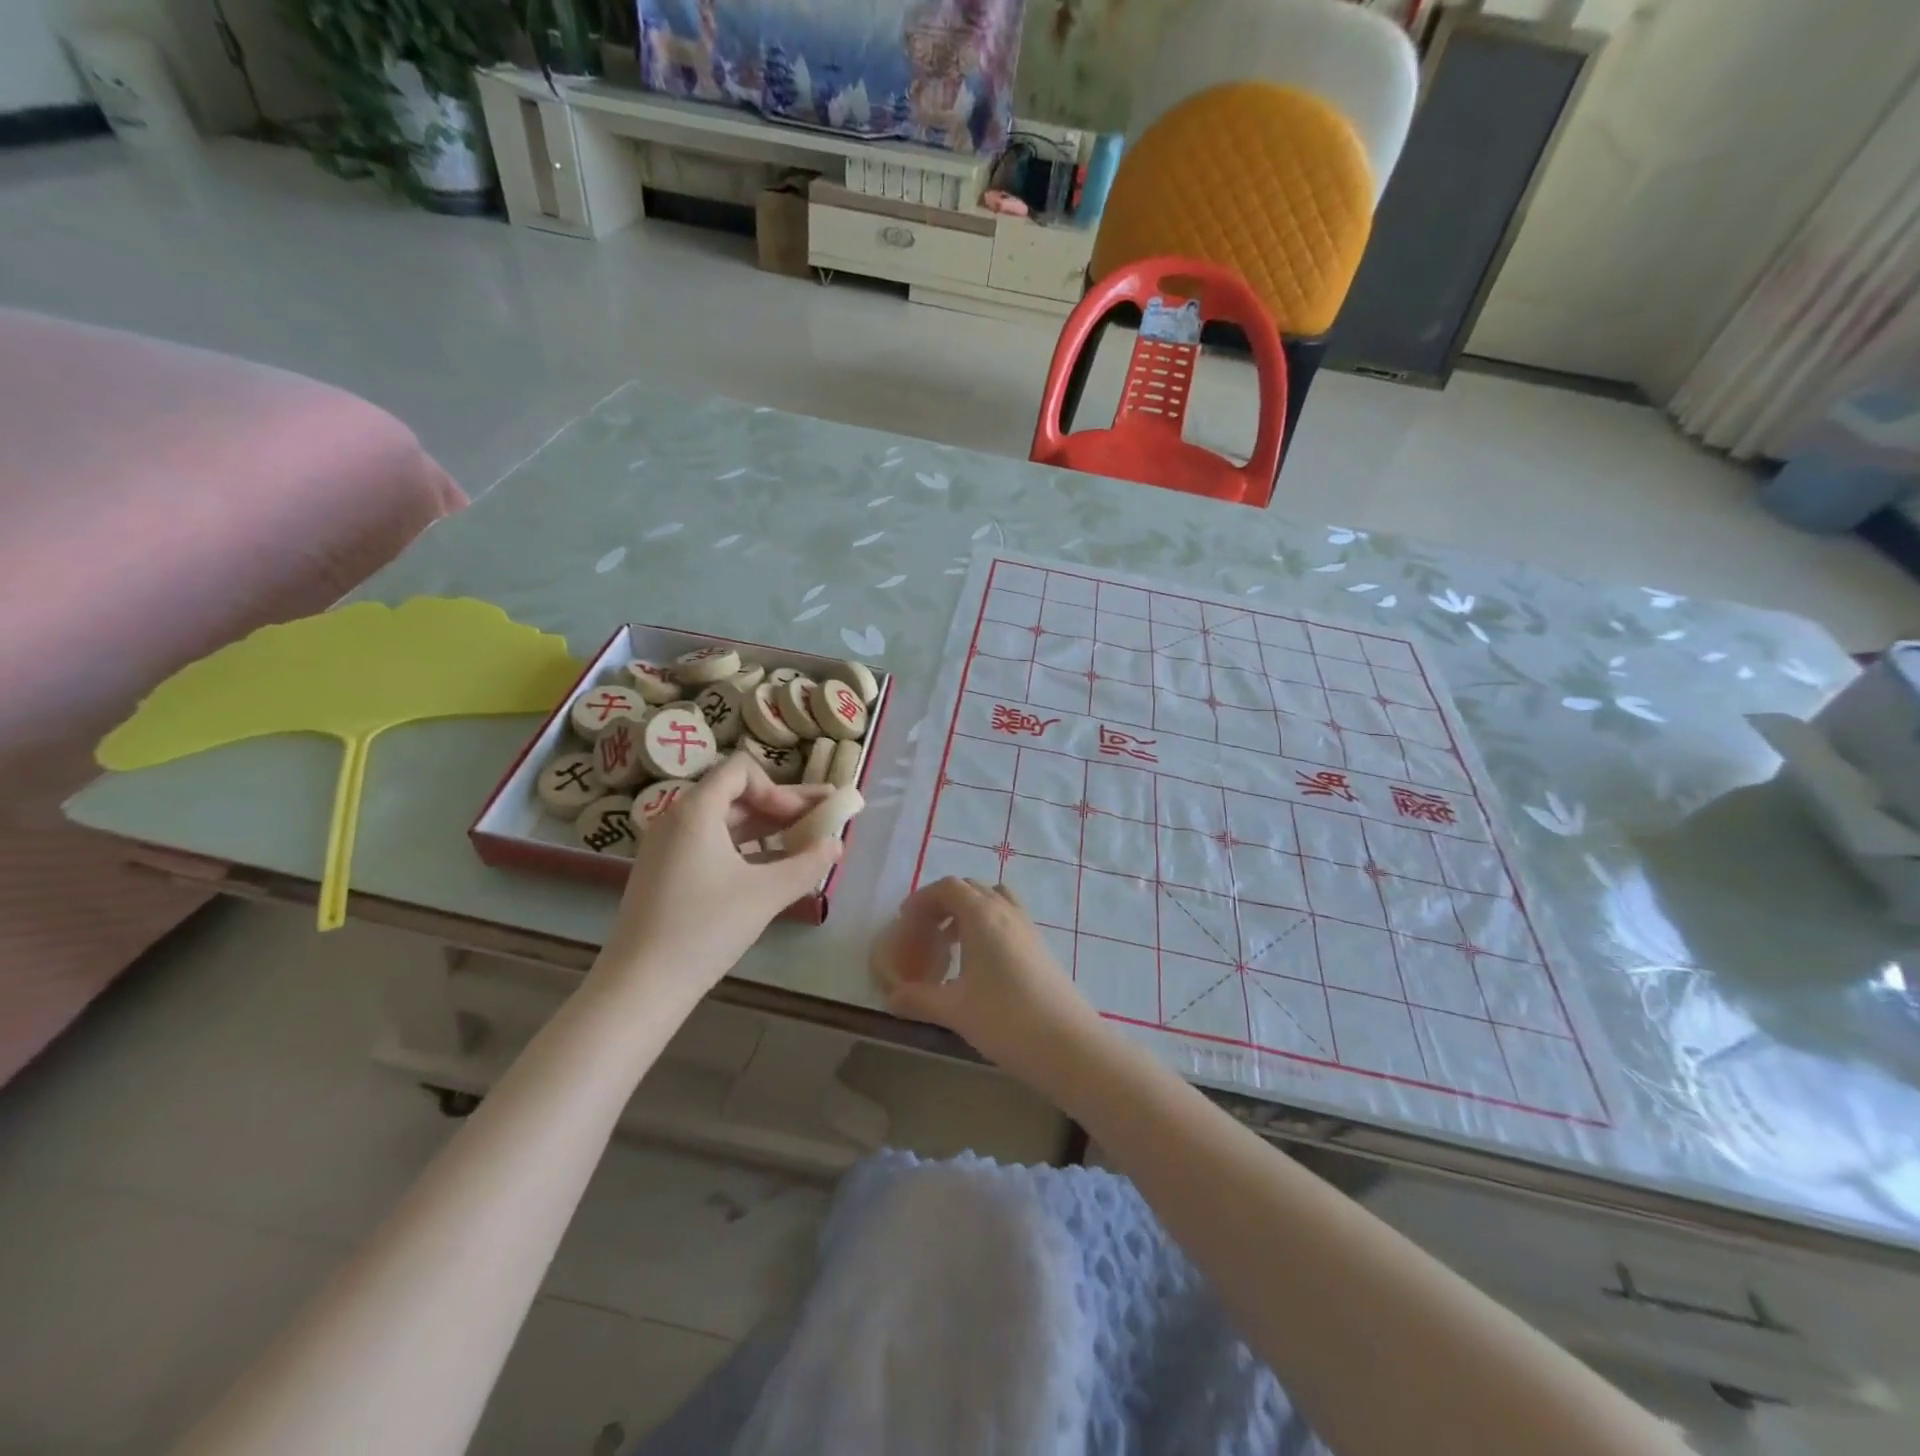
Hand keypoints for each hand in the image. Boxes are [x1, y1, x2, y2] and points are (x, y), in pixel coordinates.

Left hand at [601, 753, 841, 999]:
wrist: (640, 985)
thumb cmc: (705, 929)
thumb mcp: (766, 894)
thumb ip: (808, 864)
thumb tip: (836, 844)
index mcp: (695, 811)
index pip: (740, 770)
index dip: (778, 788)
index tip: (801, 818)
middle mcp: (676, 819)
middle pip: (736, 795)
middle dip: (783, 805)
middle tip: (824, 814)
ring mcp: (667, 847)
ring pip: (725, 822)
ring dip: (766, 827)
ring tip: (805, 840)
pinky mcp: (665, 873)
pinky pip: (711, 844)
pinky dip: (744, 848)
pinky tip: (772, 867)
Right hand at [871, 877, 1109, 1090]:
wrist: (1068, 1044)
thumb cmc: (1006, 1020)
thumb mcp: (954, 1010)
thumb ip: (918, 999)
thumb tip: (891, 997)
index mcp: (983, 916)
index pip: (949, 887)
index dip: (923, 898)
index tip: (905, 919)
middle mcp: (1006, 912)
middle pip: (971, 888)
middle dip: (944, 902)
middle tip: (924, 930)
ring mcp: (1028, 927)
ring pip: (993, 900)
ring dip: (969, 910)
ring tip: (951, 942)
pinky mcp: (1040, 946)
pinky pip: (1008, 918)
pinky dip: (987, 924)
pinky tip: (979, 962)